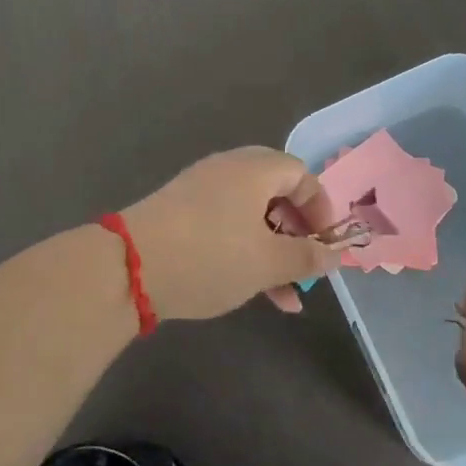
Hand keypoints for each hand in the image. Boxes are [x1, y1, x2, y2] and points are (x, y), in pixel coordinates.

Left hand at [123, 147, 342, 319]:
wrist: (126, 268)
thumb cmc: (210, 256)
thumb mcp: (267, 263)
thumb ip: (307, 257)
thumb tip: (338, 254)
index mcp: (254, 169)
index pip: (301, 174)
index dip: (321, 208)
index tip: (326, 243)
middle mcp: (228, 169)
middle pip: (276, 193)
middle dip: (296, 233)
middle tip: (305, 264)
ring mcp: (200, 189)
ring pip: (250, 215)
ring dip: (272, 250)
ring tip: (285, 297)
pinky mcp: (179, 212)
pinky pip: (225, 223)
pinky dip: (244, 249)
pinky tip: (251, 290)